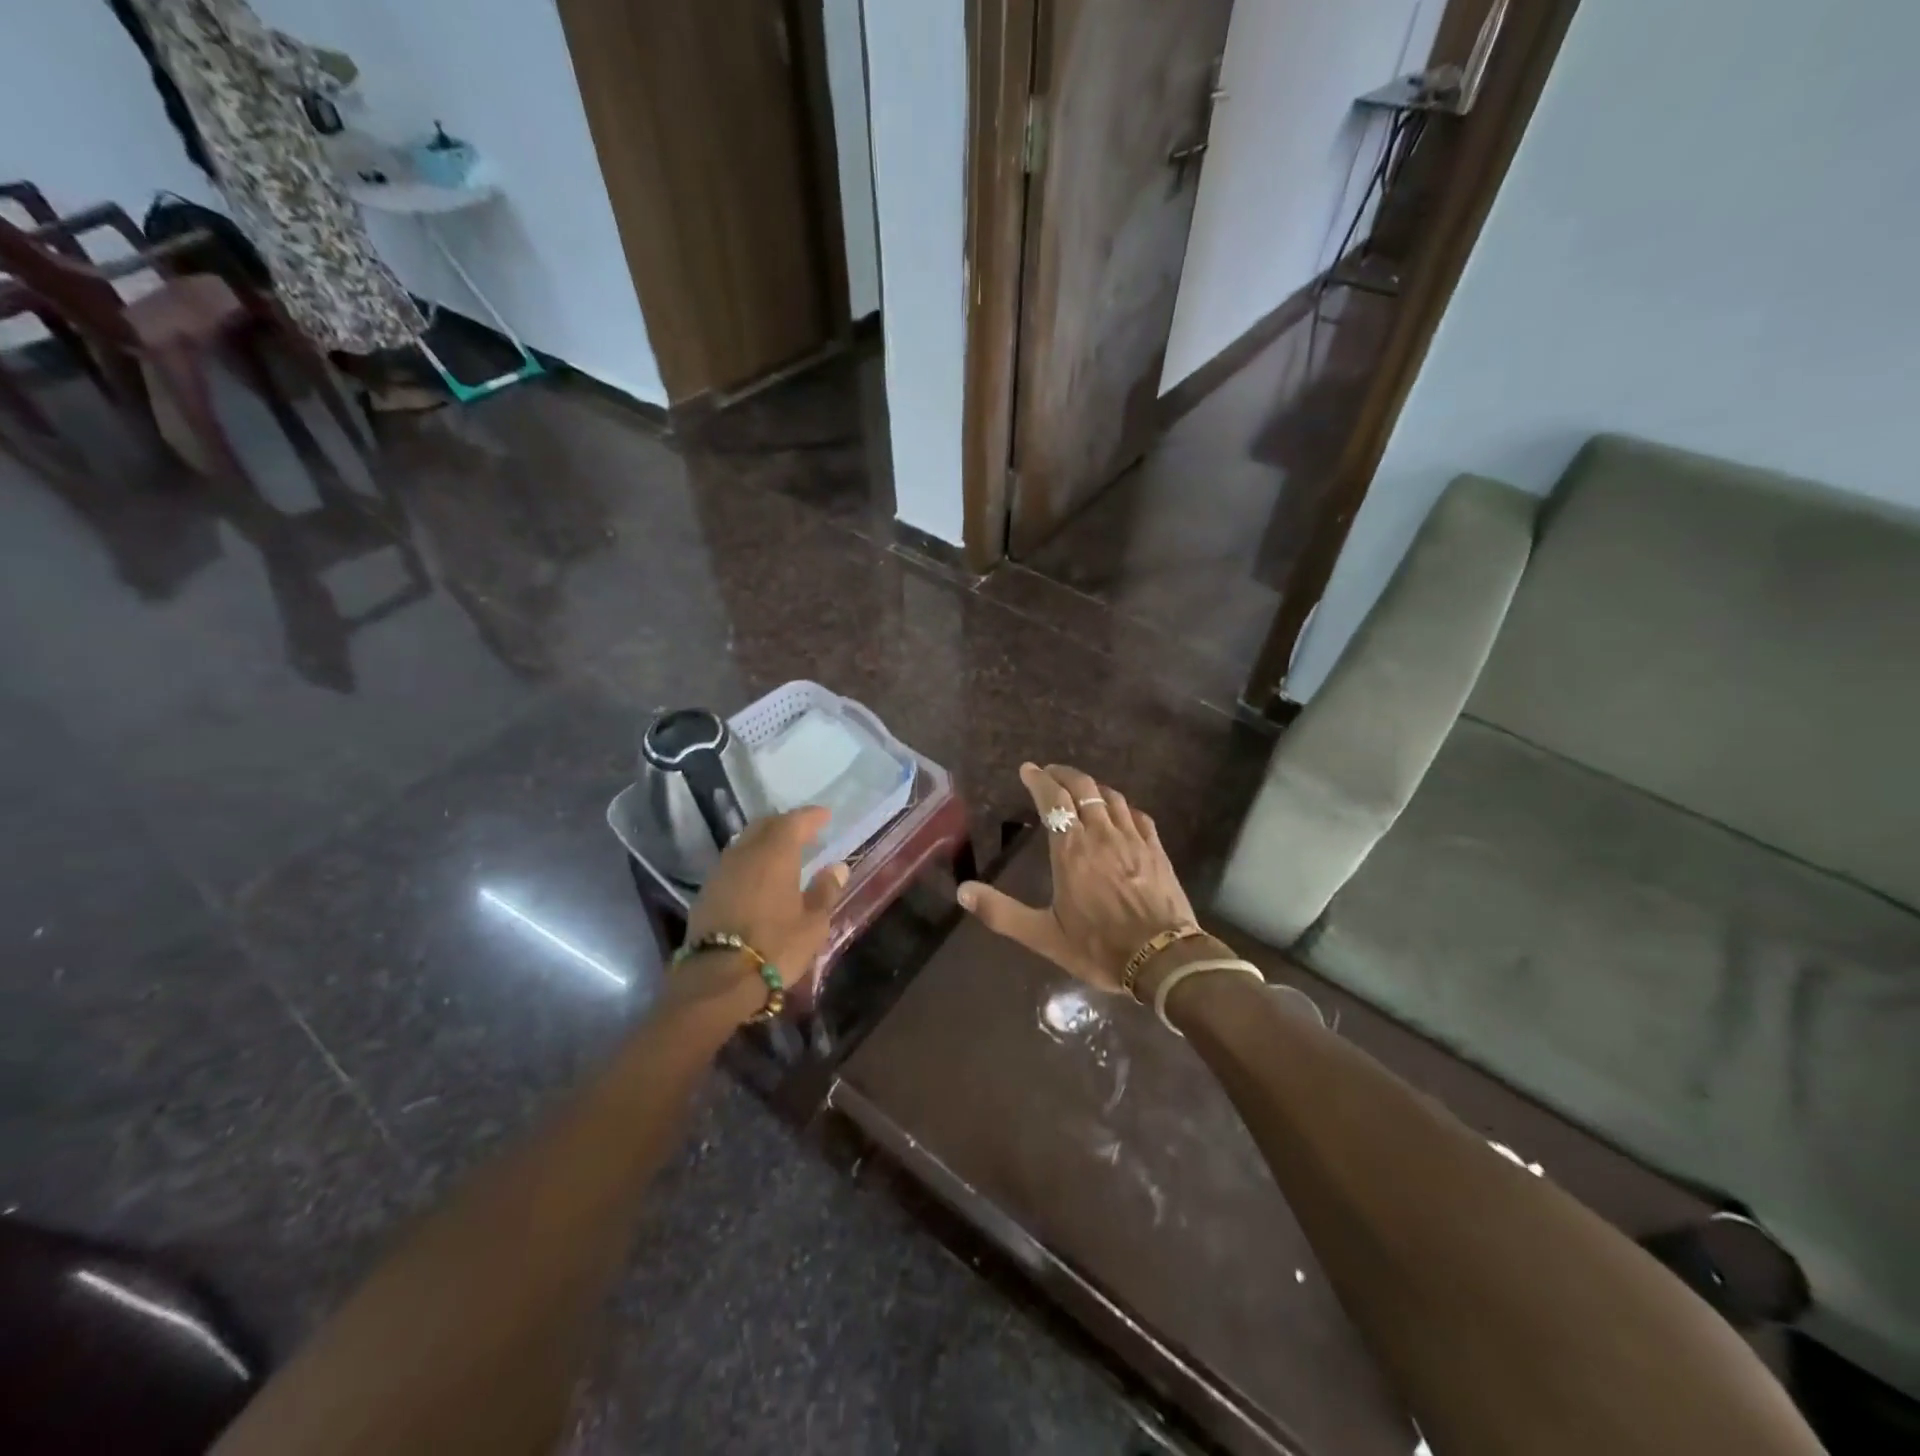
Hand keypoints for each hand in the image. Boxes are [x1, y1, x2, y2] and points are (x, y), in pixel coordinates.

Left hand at [683, 808, 848, 991]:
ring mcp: (721, 871)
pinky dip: (749, 861)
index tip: (825, 816)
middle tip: (803, 831)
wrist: (717, 979)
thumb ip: (825, 891)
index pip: (794, 821)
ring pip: (745, 842)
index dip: (811, 816)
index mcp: (775, 854)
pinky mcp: (706, 891)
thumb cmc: (775, 947)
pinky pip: (733, 863)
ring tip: (782, 853)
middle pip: (765, 826)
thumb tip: (837, 868)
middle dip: (785, 824)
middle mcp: (745, 853)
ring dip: (764, 841)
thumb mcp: (813, 923)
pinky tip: (758, 877)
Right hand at [957, 763, 1197, 992]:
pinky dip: (1122, 806)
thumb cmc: (1100, 947)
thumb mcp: (1044, 936)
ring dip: (1092, 787)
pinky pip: (1138, 816)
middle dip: (1063, 775)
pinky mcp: (1157, 850)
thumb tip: (963, 892)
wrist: (1164, 960)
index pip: (1052, 799)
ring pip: (1111, 797)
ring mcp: (1133, 839)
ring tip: (1080, 789)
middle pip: (1083, 788)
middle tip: (1049, 773)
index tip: (1028, 769)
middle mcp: (1101, 834)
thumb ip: (1002, 912)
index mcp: (1071, 849)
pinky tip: (1119, 813)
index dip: (1039, 780)